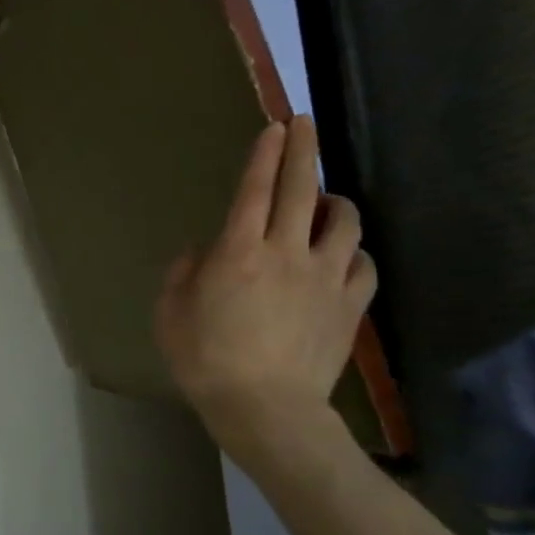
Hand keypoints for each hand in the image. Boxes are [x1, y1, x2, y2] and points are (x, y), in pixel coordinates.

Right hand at [155, 117, 376, 450]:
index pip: (254, 189)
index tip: (275, 126)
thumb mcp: (170, 313)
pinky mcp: (350, 307)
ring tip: (324, 203)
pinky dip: (354, 253)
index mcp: (237, 251)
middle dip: (303, 150)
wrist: (266, 410)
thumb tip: (202, 251)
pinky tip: (344, 256)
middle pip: (300, 190)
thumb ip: (182, 273)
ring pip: (344, 223)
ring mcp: (324, 278)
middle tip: (305, 124)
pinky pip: (364, 265)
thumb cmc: (205, 359)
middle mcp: (285, 253)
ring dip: (334, 203)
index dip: (265, 154)